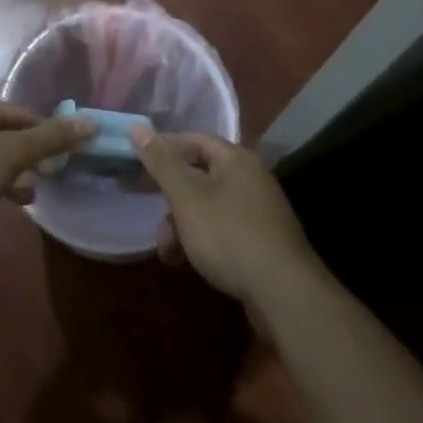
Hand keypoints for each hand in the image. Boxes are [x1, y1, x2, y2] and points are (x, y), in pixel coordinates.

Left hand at [0, 93, 92, 232]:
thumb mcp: (9, 154)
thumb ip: (49, 140)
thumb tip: (90, 122)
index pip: (20, 114)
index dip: (44, 134)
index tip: (62, 159)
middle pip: (2, 134)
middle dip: (25, 158)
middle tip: (44, 181)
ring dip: (6, 174)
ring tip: (24, 198)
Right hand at [131, 129, 320, 306]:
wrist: (285, 296)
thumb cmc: (230, 236)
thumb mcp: (186, 198)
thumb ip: (161, 163)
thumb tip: (136, 127)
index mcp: (236, 159)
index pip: (193, 139)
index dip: (164, 148)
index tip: (137, 164)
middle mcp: (251, 178)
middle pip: (200, 175)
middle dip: (171, 198)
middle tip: (149, 213)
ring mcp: (259, 211)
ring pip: (209, 207)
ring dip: (182, 225)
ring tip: (167, 252)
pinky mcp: (262, 242)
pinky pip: (223, 229)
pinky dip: (202, 240)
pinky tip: (187, 262)